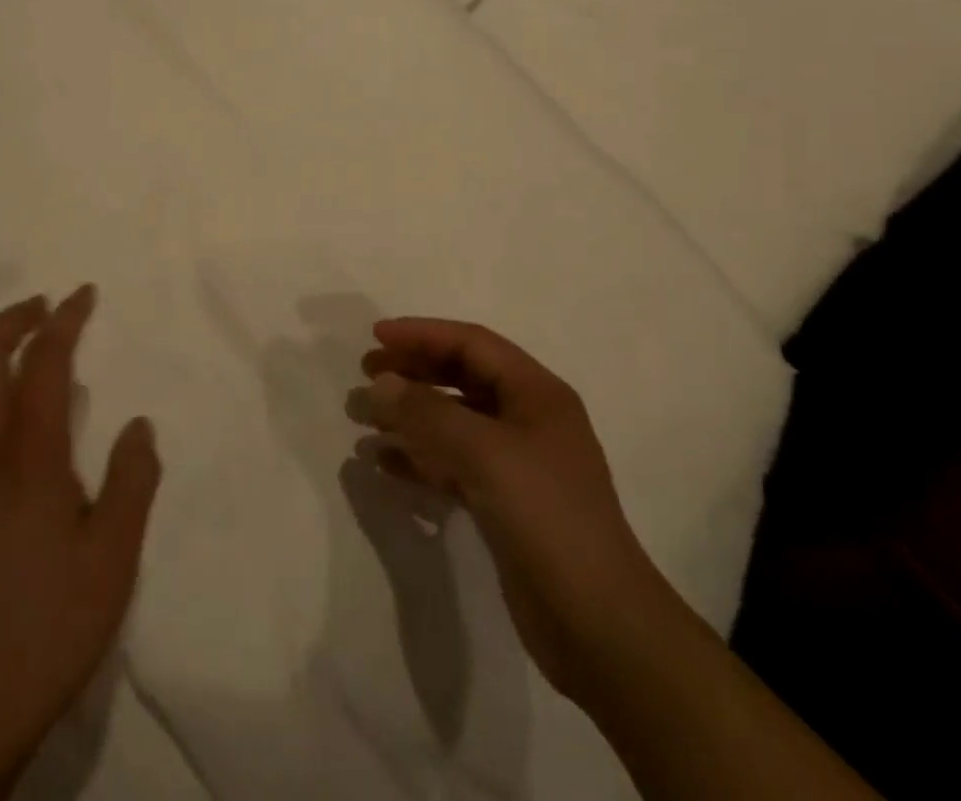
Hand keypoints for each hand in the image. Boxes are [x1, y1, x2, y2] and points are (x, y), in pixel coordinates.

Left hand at [0, 287, 161, 800]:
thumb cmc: (49, 628)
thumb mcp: (113, 559)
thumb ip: (132, 482)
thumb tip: (138, 424)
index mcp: (27, 462)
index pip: (43, 367)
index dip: (63, 322)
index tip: (83, 294)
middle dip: (11, 320)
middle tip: (43, 303)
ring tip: (12, 336)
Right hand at [351, 317, 655, 703]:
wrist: (598, 625)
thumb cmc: (547, 517)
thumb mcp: (485, 453)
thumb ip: (428, 413)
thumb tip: (380, 382)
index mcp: (536, 393)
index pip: (472, 344)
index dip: (423, 334)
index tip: (376, 335)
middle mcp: (528, 419)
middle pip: (461, 378)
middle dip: (413, 373)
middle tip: (365, 373)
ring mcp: (517, 464)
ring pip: (453, 423)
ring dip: (409, 417)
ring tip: (362, 419)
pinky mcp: (503, 504)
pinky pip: (452, 464)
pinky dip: (419, 458)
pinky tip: (383, 463)